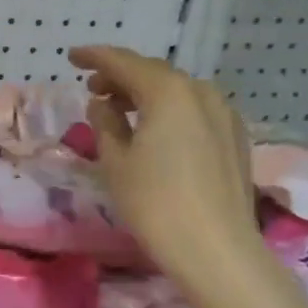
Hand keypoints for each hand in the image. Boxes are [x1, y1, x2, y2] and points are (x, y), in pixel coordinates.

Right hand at [69, 45, 264, 279]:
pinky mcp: (235, 137)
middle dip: (121, 76)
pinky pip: (195, 109)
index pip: (123, 62)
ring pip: (177, 91)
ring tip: (121, 110)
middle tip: (93, 89)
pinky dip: (170, 110)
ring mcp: (223, 113)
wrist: (216, 249)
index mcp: (167, 91)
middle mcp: (200, 91)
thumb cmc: (155, 203)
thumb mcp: (115, 161)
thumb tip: (102, 104)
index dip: (95, 57)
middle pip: (153, 73)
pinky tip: (156, 130)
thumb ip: (105, 123)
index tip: (72, 57)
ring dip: (146, 93)